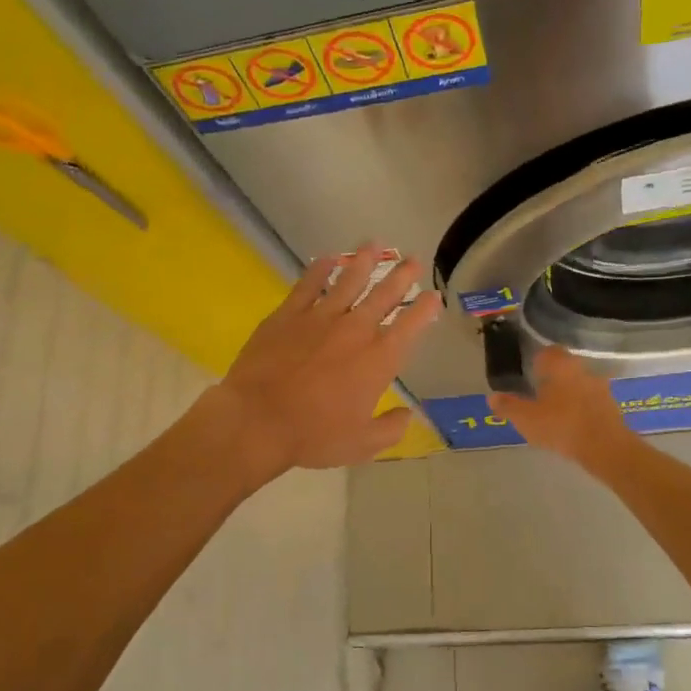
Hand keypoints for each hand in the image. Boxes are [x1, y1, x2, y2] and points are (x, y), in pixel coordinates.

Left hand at [200, 245, 441, 481]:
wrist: (258, 420)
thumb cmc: (314, 435)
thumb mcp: (362, 444)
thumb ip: (390, 429)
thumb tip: (407, 416)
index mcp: (378, 360)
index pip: (411, 326)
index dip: (425, 309)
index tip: (433, 296)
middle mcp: (355, 330)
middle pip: (384, 294)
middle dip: (401, 275)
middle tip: (412, 260)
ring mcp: (320, 317)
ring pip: (349, 280)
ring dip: (364, 262)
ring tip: (374, 245)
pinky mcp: (288, 314)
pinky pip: (308, 284)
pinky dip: (320, 270)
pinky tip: (328, 259)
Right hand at [489, 345, 638, 470]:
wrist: (605, 447)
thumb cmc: (561, 425)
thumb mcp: (526, 418)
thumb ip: (508, 406)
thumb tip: (492, 397)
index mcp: (561, 365)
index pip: (547, 352)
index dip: (536, 360)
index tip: (527, 373)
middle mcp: (582, 369)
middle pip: (564, 367)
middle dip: (551, 378)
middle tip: (536, 392)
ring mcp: (600, 387)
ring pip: (578, 384)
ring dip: (567, 393)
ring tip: (553, 411)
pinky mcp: (611, 406)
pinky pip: (590, 401)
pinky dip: (580, 408)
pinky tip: (571, 423)